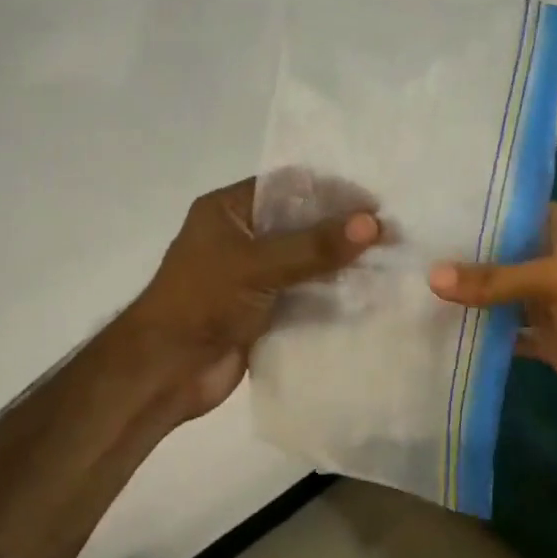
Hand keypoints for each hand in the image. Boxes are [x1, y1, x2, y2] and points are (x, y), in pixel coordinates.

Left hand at [129, 178, 379, 417]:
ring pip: (305, 260)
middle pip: (300, 223)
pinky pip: (303, 293)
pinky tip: (367, 296)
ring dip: (340, 263)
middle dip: (341, 228)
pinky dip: (331, 295)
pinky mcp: (262, 309)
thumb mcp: (258, 265)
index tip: (374, 203)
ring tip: (389, 263)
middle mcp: (242, 235)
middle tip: (391, 234)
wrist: (164, 371)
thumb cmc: (202, 301)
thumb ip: (314, 245)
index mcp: (229, 209)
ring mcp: (253, 274)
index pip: (288, 186)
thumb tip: (372, 223)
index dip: (331, 191)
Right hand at [427, 205, 556, 462]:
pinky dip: (482, 335)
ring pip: (502, 296)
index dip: (479, 209)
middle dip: (464, 255)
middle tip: (408, 247)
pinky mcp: (550, 344)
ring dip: (470, 296)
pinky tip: (441, 329)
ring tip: (412, 284)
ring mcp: (553, 305)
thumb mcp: (554, 279)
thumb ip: (494, 279)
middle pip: (504, 255)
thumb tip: (431, 276)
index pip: (516, 211)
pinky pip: (508, 334)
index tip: (431, 206)